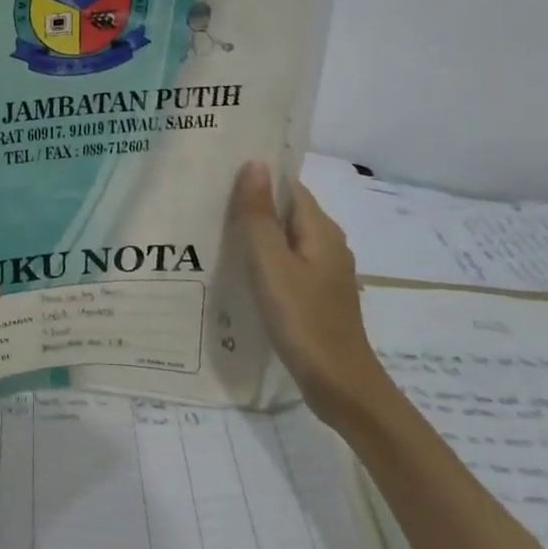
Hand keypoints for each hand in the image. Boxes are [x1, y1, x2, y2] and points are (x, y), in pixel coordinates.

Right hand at [229, 161, 388, 424]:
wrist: (339, 384)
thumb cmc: (302, 319)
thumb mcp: (271, 264)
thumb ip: (259, 215)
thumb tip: (255, 163)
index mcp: (321, 230)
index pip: (288, 187)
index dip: (258, 177)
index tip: (220, 174)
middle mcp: (328, 244)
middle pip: (287, 211)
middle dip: (253, 203)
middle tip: (208, 200)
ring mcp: (325, 271)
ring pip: (286, 238)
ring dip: (257, 232)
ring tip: (215, 230)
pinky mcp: (317, 294)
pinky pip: (287, 262)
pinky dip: (265, 259)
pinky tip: (239, 269)